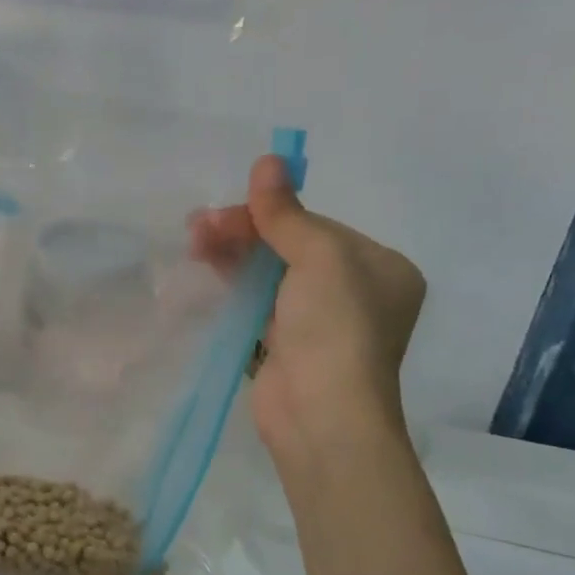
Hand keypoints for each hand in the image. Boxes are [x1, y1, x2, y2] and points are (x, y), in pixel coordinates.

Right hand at [190, 156, 425, 469]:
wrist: (323, 415)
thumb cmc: (335, 328)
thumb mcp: (318, 257)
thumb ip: (287, 212)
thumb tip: (268, 159)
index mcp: (380, 267)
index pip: (318, 226)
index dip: (271, 213)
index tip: (227, 209)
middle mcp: (355, 293)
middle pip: (291, 248)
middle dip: (245, 233)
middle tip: (198, 226)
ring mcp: (319, 323)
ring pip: (271, 276)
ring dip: (233, 256)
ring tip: (194, 242)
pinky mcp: (287, 348)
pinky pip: (258, 305)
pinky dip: (233, 287)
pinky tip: (206, 270)